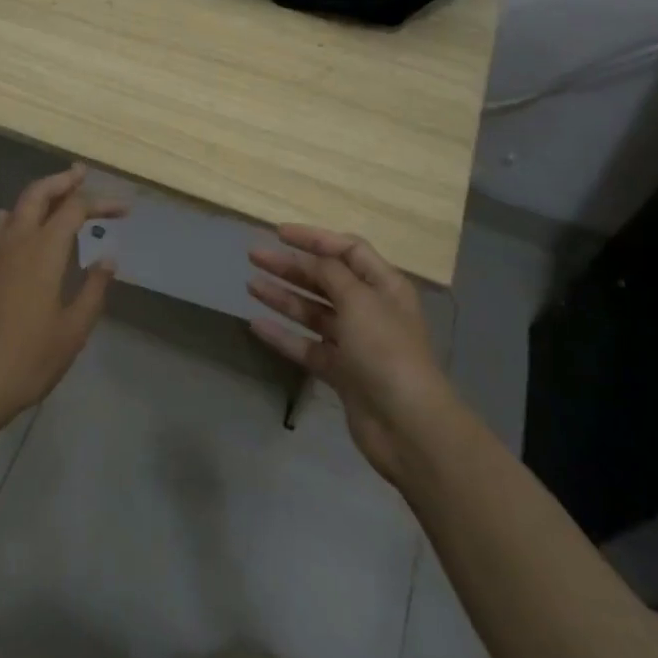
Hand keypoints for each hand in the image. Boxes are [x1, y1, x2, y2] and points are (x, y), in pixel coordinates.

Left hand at [0, 166, 125, 431]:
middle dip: (62, 180)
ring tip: (60, 191)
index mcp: (43, 253)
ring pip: (17, 207)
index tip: (125, 210)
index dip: (101, 204)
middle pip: (38, 195)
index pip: (75, 210)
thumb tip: (107, 258)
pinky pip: (1, 228)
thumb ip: (93, 290)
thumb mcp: (73, 330)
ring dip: (40, 194)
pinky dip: (15, 215)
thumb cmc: (30, 360)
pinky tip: (17, 221)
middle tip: (82, 173)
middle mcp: (17, 243)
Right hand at [247, 227, 450, 484]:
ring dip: (283, 297)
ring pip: (313, 312)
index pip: (347, 250)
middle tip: (255, 256)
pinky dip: (284, 336)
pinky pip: (307, 346)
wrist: (407, 424)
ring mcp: (355, 343)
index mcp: (384, 285)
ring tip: (250, 285)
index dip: (314, 238)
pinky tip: (256, 325)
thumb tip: (314, 258)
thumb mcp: (359, 300)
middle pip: (326, 279)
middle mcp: (370, 309)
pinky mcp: (341, 372)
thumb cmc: (386, 350)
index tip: (279, 233)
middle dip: (291, 266)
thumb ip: (332, 274)